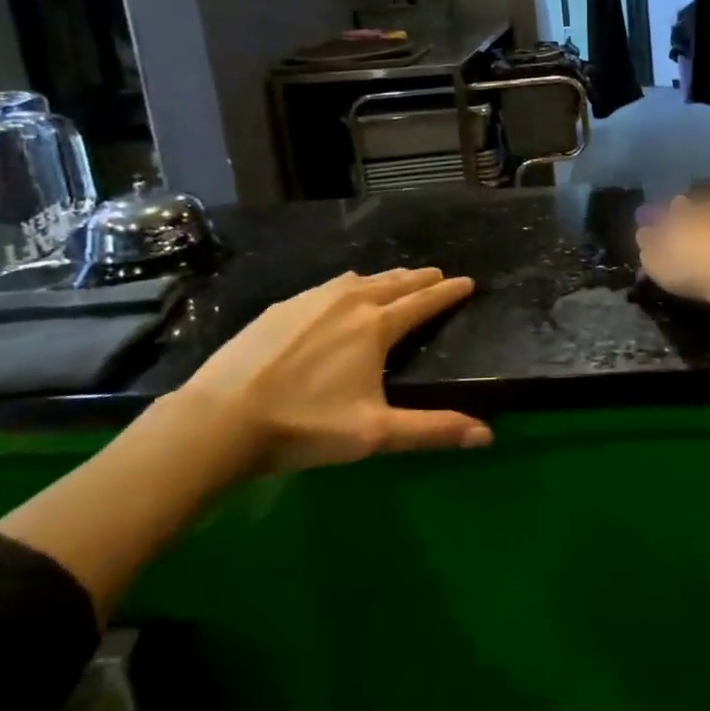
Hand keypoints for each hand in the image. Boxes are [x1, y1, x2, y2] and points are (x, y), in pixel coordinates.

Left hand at [177, 268, 490, 473]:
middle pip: (395, 282)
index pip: (423, 301)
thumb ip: (432, 430)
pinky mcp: (283, 306)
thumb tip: (487, 435)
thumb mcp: (374, 434)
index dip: (448, 292)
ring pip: (361, 280)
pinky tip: (342, 295)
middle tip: (437, 275)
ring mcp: (312, 299)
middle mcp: (350, 301)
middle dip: (420, 278)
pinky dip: (350, 286)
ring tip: (397, 281)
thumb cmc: (305, 424)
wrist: (221, 417)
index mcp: (377, 326)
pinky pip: (330, 286)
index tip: (468, 282)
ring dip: (386, 278)